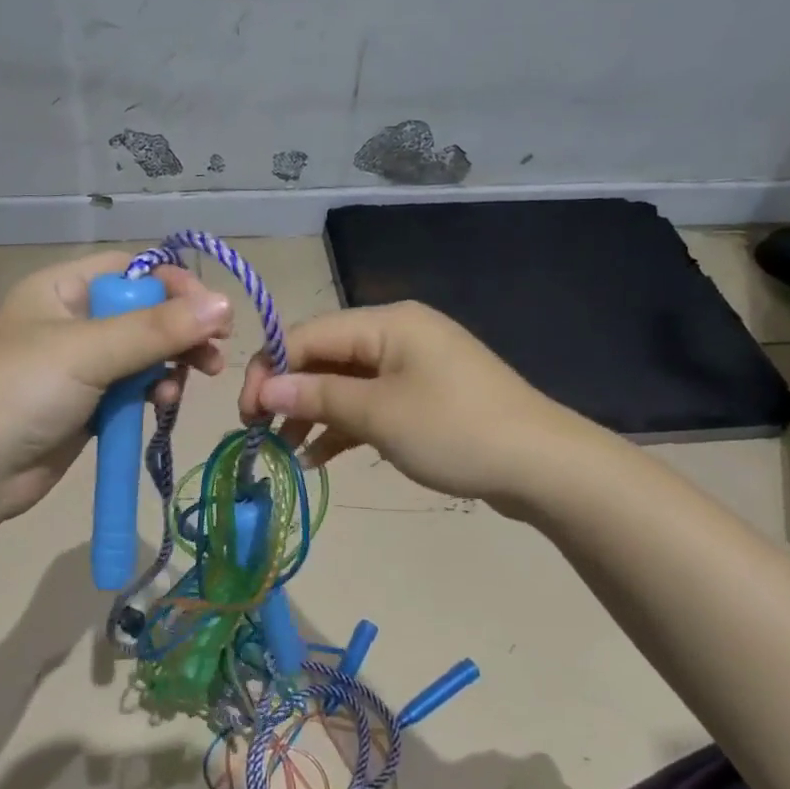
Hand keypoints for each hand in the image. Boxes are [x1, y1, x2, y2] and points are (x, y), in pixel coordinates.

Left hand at [0, 251, 231, 522]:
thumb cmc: (23, 391)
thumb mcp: (90, 351)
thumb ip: (157, 329)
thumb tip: (224, 303)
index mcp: (61, 288)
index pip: (131, 270)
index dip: (174, 285)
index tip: (212, 312)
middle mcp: (71, 319)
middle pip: (142, 312)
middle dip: (179, 331)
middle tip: (214, 354)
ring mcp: (78, 365)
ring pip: (142, 353)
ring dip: (170, 365)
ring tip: (187, 383)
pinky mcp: (86, 404)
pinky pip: (132, 387)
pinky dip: (153, 392)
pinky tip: (164, 404)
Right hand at [239, 301, 574, 506]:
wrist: (543, 466)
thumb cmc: (455, 430)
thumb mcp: (378, 414)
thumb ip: (316, 397)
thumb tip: (264, 389)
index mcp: (386, 323)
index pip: (307, 335)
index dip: (270, 371)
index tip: (246, 415)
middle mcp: (396, 335)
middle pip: (324, 357)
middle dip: (289, 394)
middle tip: (260, 434)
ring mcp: (412, 367)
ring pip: (345, 384)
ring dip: (313, 414)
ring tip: (286, 452)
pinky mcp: (424, 397)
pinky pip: (371, 404)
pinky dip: (344, 427)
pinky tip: (320, 458)